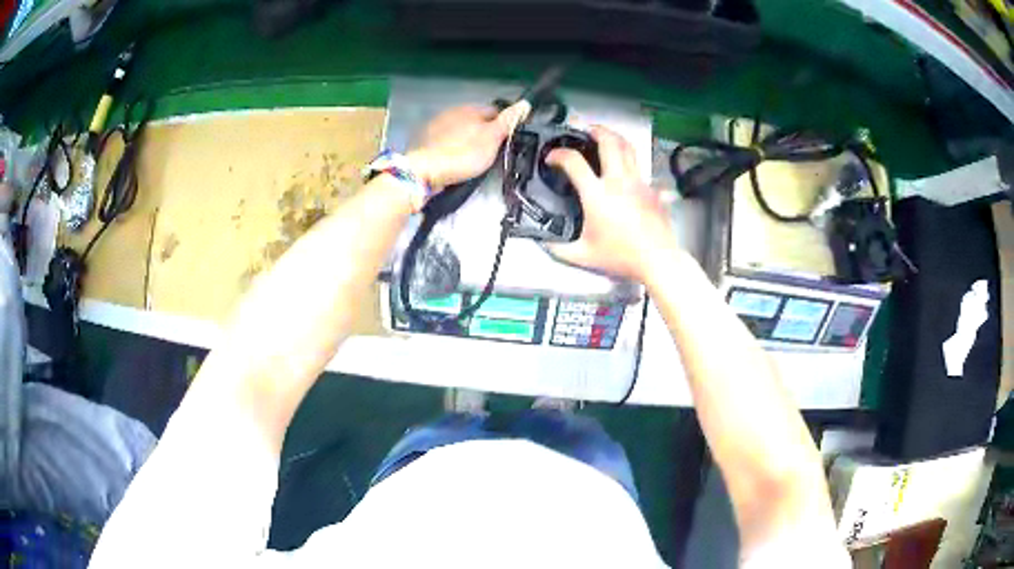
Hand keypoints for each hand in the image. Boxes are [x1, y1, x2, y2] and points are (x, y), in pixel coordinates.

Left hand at [408, 103, 528, 191]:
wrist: (426, 171)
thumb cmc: (464, 154)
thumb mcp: (492, 138)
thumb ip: (508, 121)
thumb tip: (525, 103)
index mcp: (470, 109)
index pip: (494, 111)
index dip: (502, 125)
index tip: (505, 141)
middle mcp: (452, 112)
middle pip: (475, 120)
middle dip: (482, 131)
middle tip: (488, 152)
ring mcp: (437, 125)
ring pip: (459, 130)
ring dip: (465, 139)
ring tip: (471, 158)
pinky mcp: (425, 141)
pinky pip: (445, 141)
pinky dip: (451, 148)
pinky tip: (454, 160)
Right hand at [546, 126, 677, 281]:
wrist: (657, 260)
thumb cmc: (623, 257)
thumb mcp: (584, 256)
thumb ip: (559, 249)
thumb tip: (544, 244)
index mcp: (597, 195)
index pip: (573, 161)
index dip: (558, 155)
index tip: (552, 158)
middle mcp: (618, 182)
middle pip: (608, 141)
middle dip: (594, 129)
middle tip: (585, 129)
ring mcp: (638, 182)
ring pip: (628, 147)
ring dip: (615, 137)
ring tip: (606, 137)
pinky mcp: (652, 189)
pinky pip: (642, 168)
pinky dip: (632, 162)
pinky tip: (627, 170)